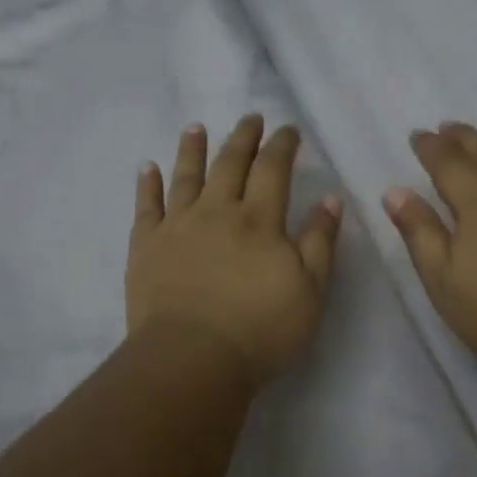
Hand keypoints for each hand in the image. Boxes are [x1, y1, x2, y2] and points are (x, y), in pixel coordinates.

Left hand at [127, 116, 344, 386]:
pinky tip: (147, 167)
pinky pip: (146, 206)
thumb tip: (330, 198)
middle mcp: (217, 211)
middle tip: (250, 118)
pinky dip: (147, 184)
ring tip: (196, 127)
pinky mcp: (147, 246)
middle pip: (230, 163)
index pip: (273, 169)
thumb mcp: (310, 290)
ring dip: (192, 149)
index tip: (288, 129)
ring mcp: (177, 226)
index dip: (282, 145)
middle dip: (242, 137)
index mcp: (259, 219)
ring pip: (186, 176)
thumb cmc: (260, 329)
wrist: (192, 358)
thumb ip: (320, 241)